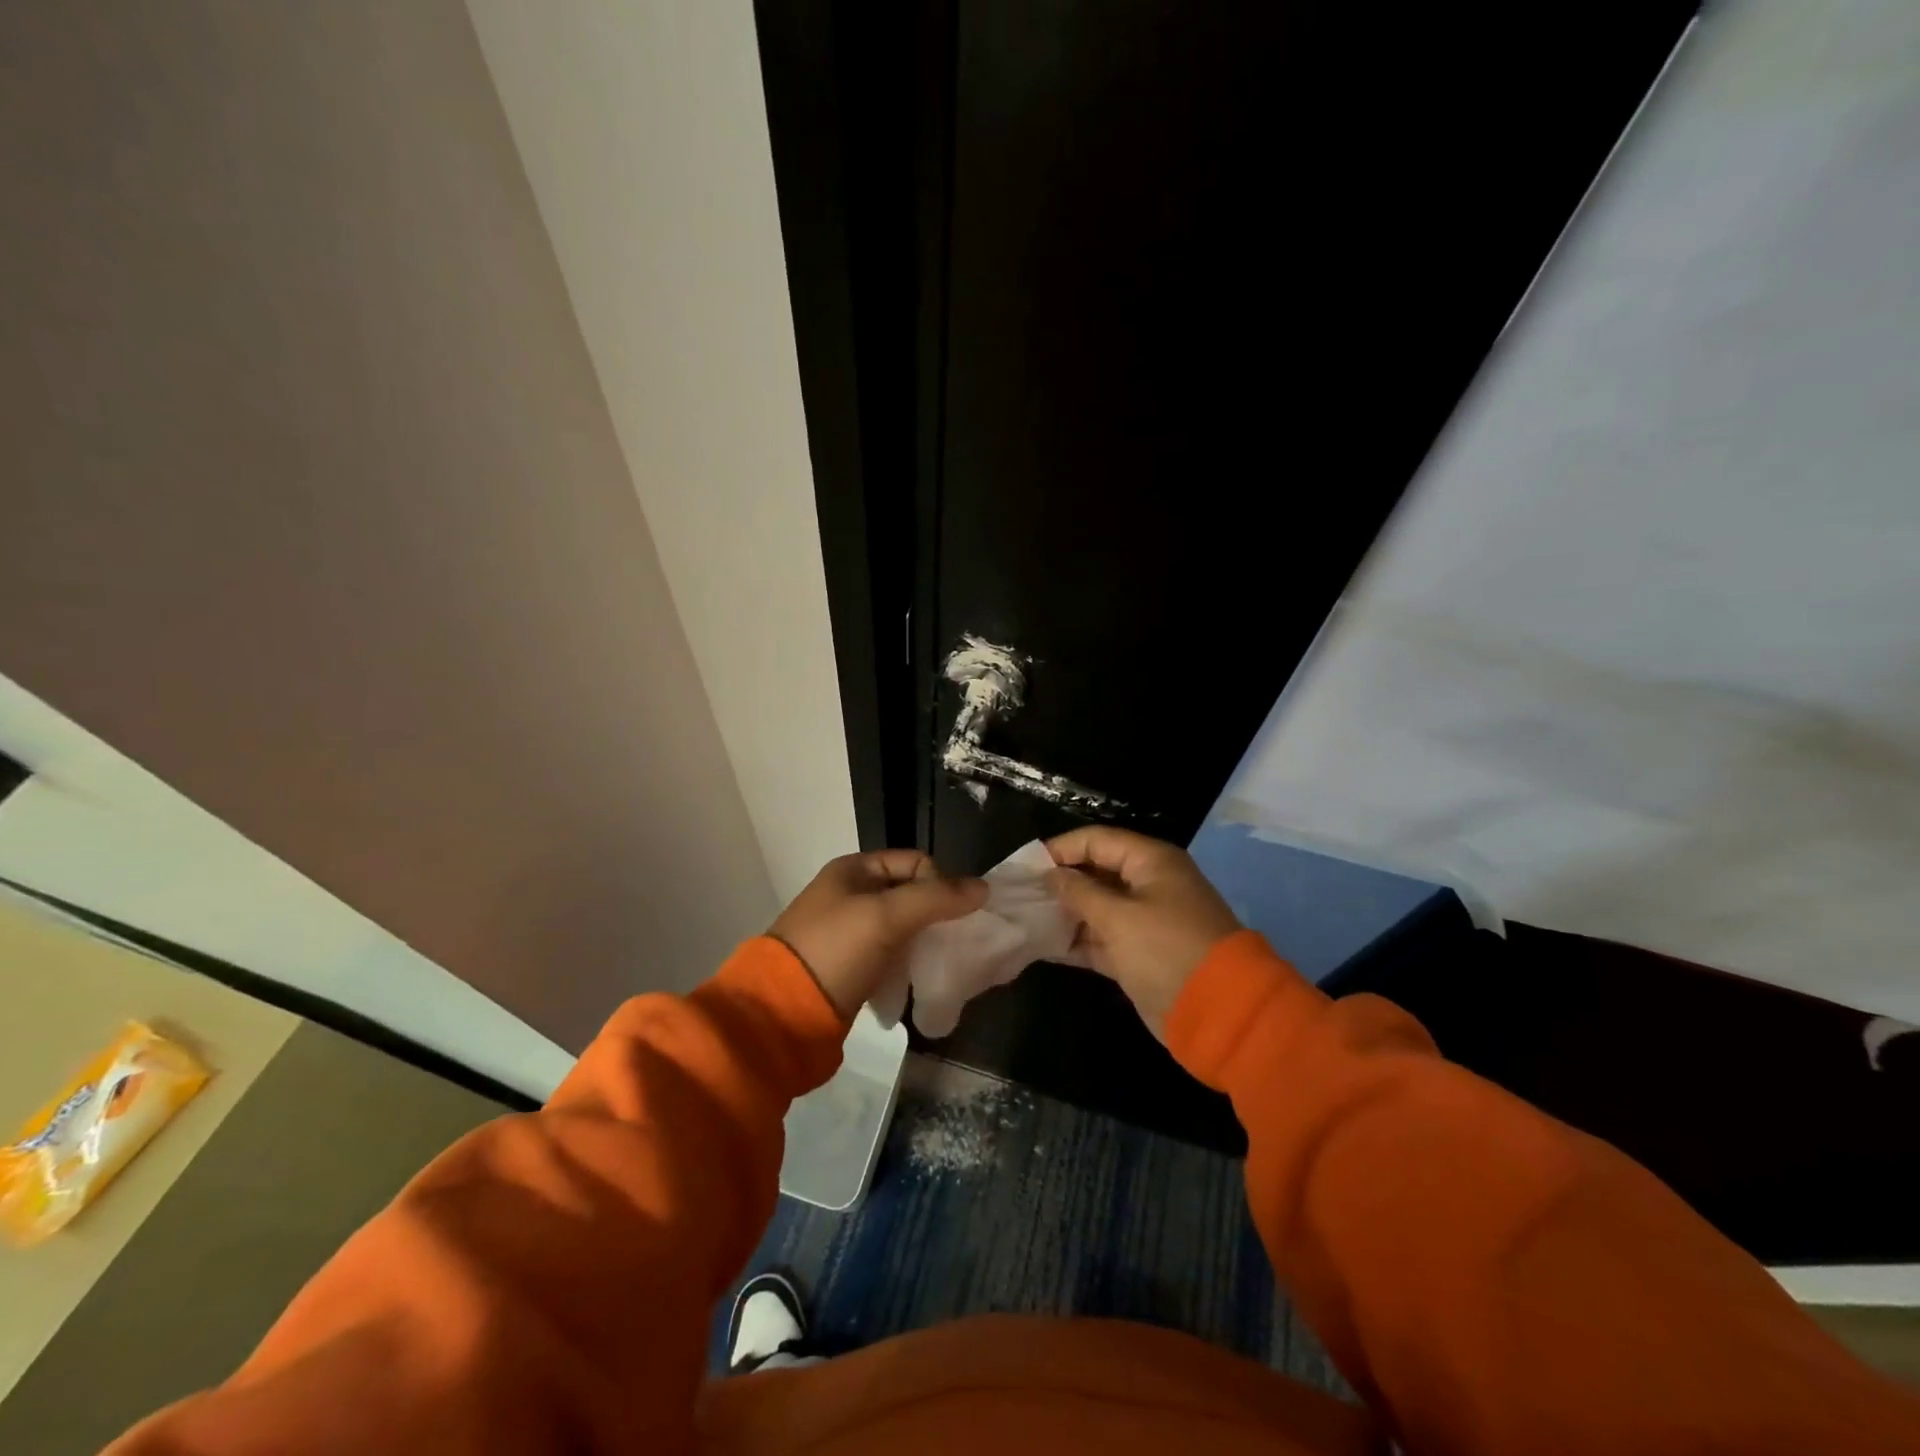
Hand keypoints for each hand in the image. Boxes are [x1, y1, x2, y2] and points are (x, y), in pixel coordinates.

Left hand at [769, 851, 986, 1019]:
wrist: (782, 1012)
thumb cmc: (836, 950)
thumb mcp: (886, 916)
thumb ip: (936, 898)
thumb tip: (984, 888)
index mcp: (853, 870)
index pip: (915, 862)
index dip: (939, 883)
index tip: (950, 915)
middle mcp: (849, 893)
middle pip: (909, 893)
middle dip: (934, 914)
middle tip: (950, 941)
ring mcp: (846, 931)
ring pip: (901, 926)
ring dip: (921, 940)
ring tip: (934, 962)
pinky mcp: (847, 965)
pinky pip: (889, 953)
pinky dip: (905, 962)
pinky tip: (914, 978)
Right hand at [1046, 827, 1240, 1040]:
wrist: (1218, 1012)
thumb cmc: (1165, 950)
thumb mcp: (1118, 918)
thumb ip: (1080, 893)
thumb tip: (1051, 875)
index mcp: (1150, 862)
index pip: (1097, 841)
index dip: (1061, 849)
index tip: (1026, 865)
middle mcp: (1148, 884)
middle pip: (1096, 872)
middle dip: (1060, 882)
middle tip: (1021, 893)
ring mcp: (1145, 920)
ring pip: (1097, 907)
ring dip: (1066, 913)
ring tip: (1027, 919)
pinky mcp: (1140, 953)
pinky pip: (1102, 938)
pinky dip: (1078, 941)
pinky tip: (1045, 946)